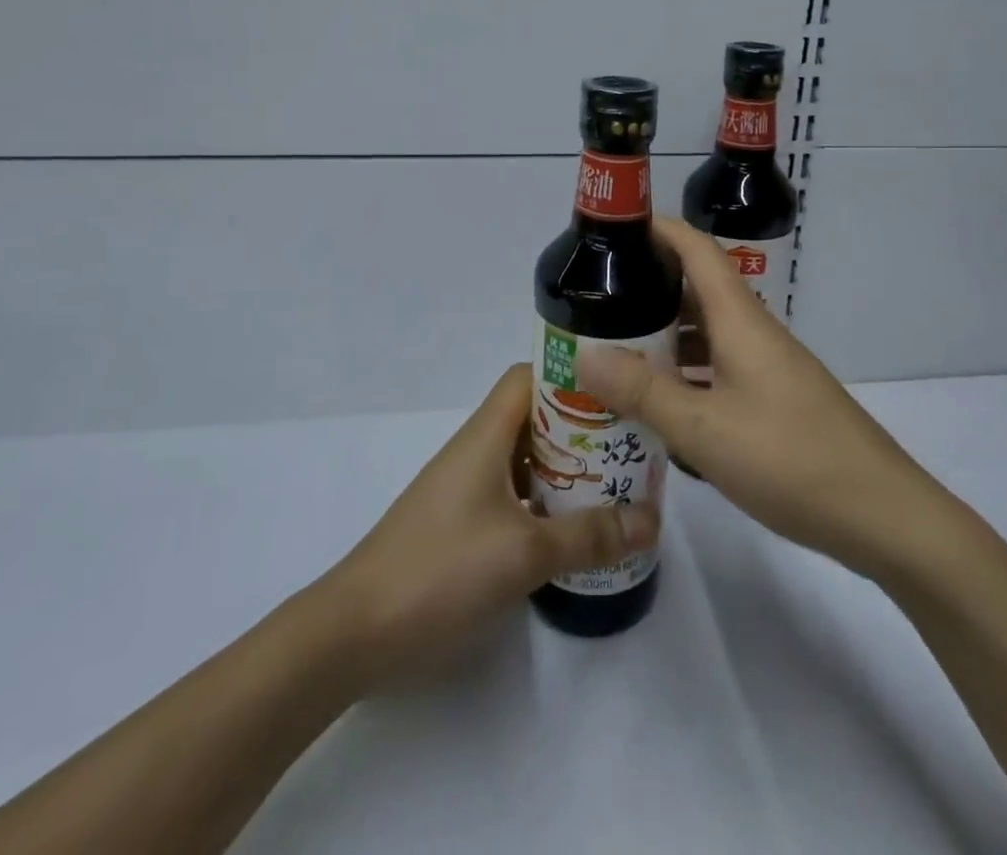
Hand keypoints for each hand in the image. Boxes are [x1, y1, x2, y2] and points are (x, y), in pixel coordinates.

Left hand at [326, 363, 658, 675]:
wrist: (355, 631)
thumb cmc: (441, 570)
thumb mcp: (524, 553)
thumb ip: (589, 535)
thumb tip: (651, 520)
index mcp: (486, 435)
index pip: (530, 377)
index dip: (571, 376)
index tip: (616, 392)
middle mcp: (476, 450)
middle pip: (534, 418)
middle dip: (581, 428)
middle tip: (629, 446)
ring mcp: (466, 488)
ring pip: (525, 459)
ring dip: (566, 468)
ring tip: (614, 486)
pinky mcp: (461, 524)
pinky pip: (513, 495)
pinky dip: (544, 502)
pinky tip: (571, 531)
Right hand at [575, 216, 934, 580]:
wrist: (882, 515)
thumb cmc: (790, 459)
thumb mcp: (704, 429)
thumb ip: (644, 392)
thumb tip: (585, 353)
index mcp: (740, 321)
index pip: (698, 249)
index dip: (660, 229)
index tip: (614, 229)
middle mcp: (755, 333)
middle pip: (699, 288)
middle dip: (650, 285)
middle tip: (596, 299)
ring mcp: (769, 367)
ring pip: (709, 331)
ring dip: (667, 332)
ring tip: (617, 348)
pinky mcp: (777, 398)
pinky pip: (721, 366)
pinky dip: (688, 370)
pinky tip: (663, 399)